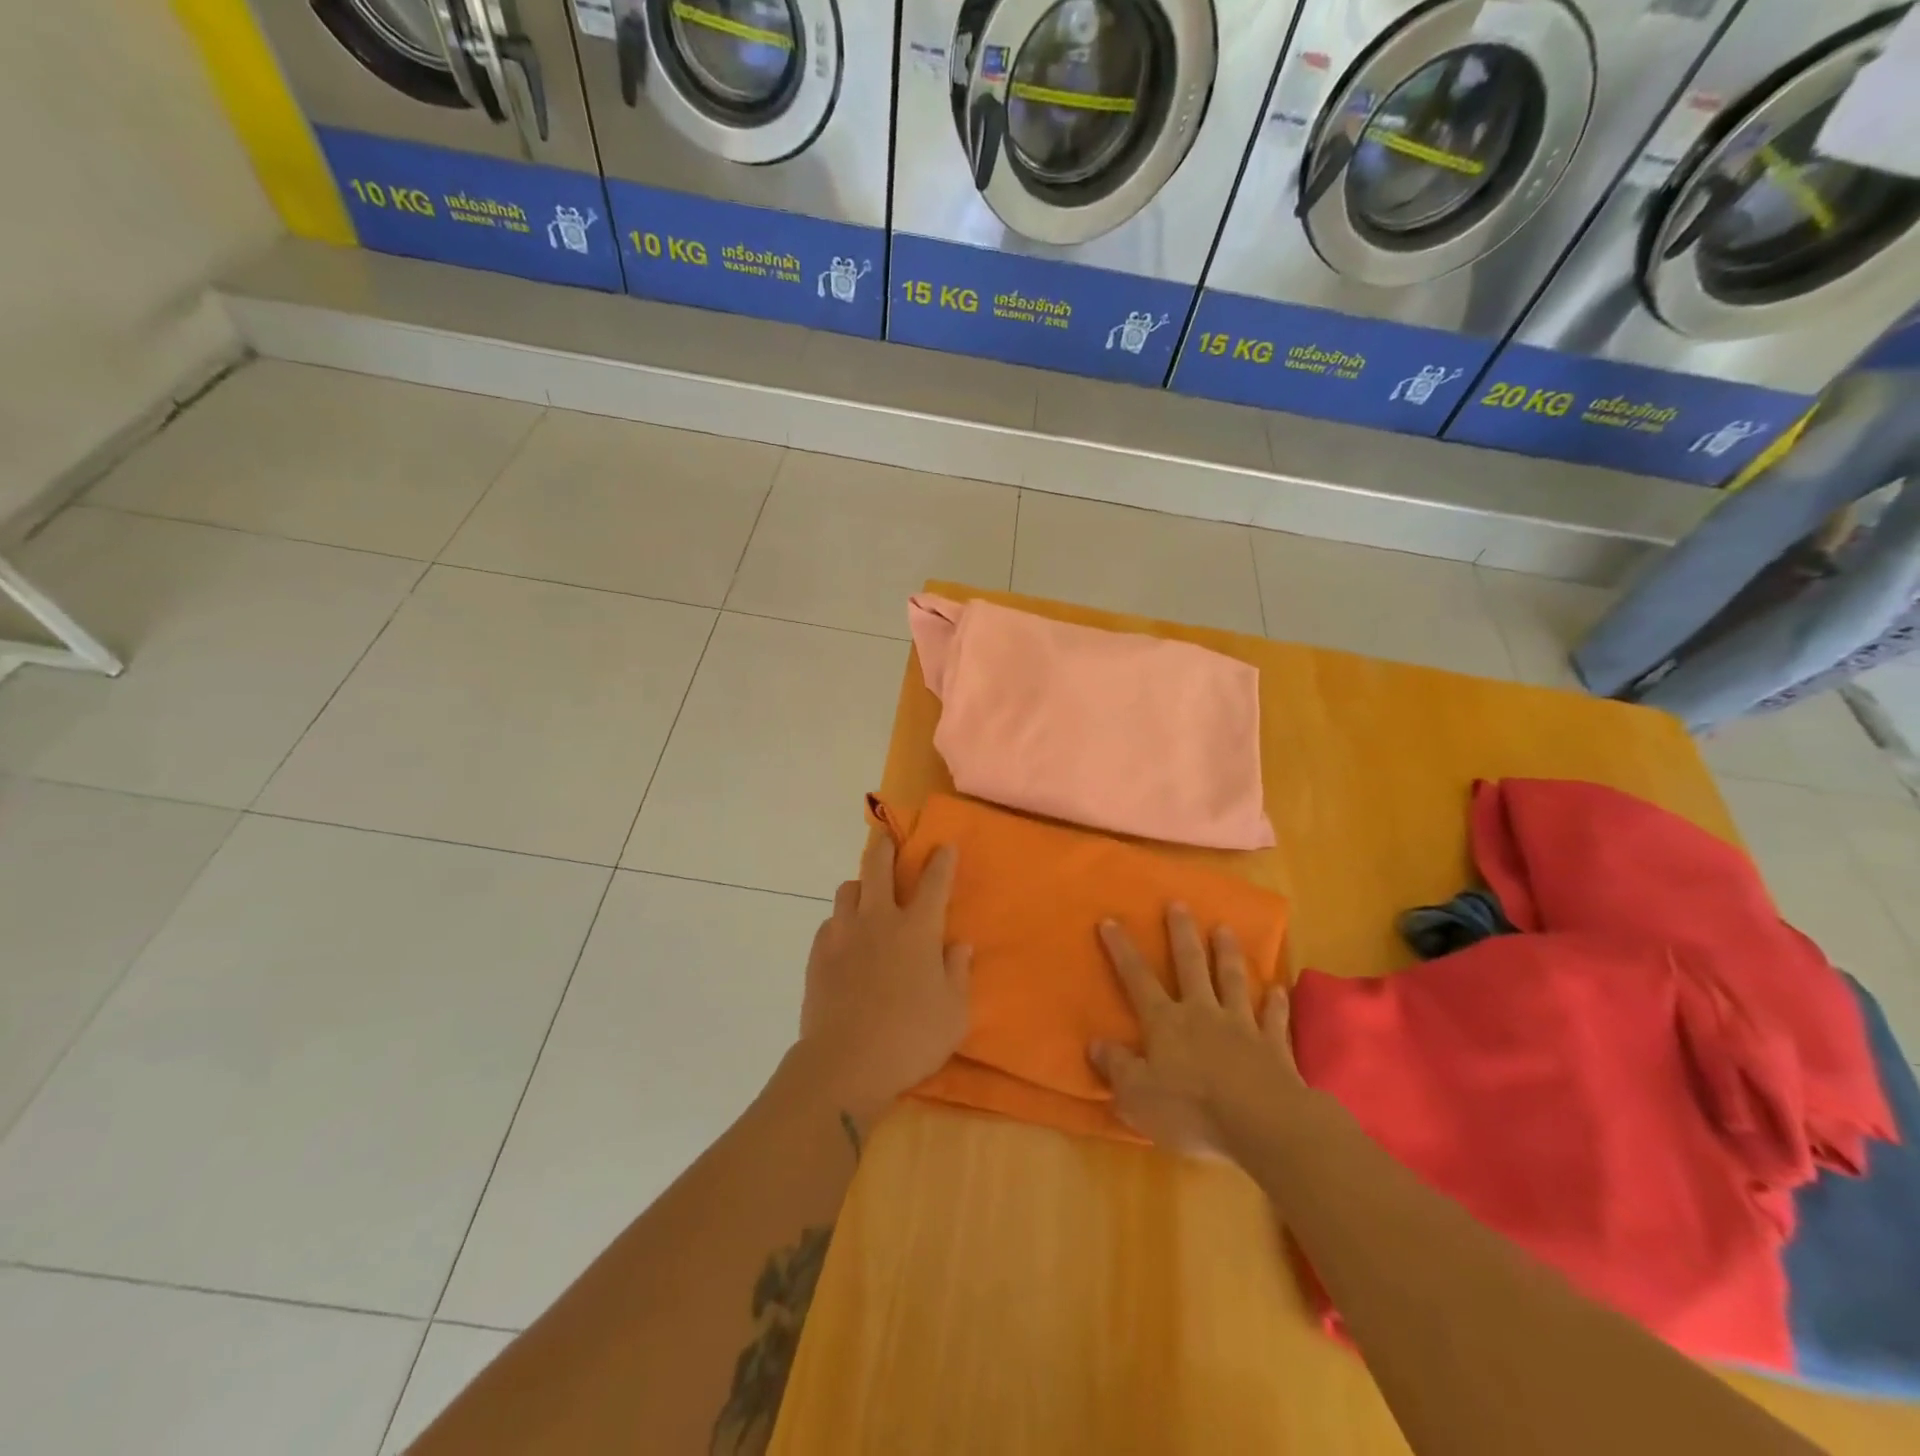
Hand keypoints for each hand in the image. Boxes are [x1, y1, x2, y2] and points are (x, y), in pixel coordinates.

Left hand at [793, 831, 971, 1129]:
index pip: (934, 881)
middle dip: (886, 846)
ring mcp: (844, 934)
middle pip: (878, 865)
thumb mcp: (953, 1013)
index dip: (941, 860)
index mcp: (917, 929)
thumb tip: (958, 945)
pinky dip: (841, 922)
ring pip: (848, 888)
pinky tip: (846, 939)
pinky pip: (830, 922)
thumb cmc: (910, 1038)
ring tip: (867, 896)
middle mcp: (879, 920)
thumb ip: (957, 973)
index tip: (944, 846)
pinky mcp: (818, 954)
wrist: (845, 1063)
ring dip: (860, 885)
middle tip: (888, 839)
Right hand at [1089, 905, 1302, 1159]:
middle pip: (1190, 965)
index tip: (1110, 920)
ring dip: (1227, 954)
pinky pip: (1273, 1019)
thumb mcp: (1138, 1096)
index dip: (1121, 950)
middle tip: (1179, 904)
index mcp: (1165, 1022)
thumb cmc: (1191, 1111)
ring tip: (1225, 928)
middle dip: (1182, 934)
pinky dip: (1276, 1003)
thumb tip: (1095, 1043)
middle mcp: (1202, 1013)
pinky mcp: (1274, 1047)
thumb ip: (1116, 1068)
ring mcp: (1241, 1026)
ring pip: (1232, 981)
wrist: (1263, 1124)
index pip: (1137, 978)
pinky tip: (1279, 989)